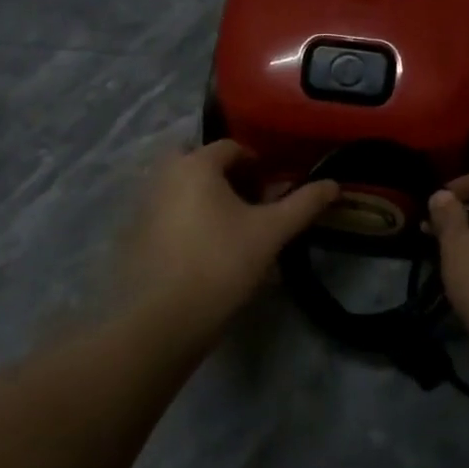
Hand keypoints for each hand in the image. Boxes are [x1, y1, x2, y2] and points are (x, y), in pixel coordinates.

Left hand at [115, 141, 338, 345]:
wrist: (164, 318)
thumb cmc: (222, 263)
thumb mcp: (271, 232)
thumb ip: (303, 204)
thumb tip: (333, 184)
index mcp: (195, 164)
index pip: (231, 148)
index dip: (258, 166)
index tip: (273, 192)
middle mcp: (164, 175)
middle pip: (202, 164)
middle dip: (227, 178)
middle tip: (250, 206)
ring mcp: (144, 204)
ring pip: (183, 188)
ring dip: (207, 198)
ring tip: (231, 230)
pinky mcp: (135, 234)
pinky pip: (168, 212)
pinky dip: (187, 219)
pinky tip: (204, 251)